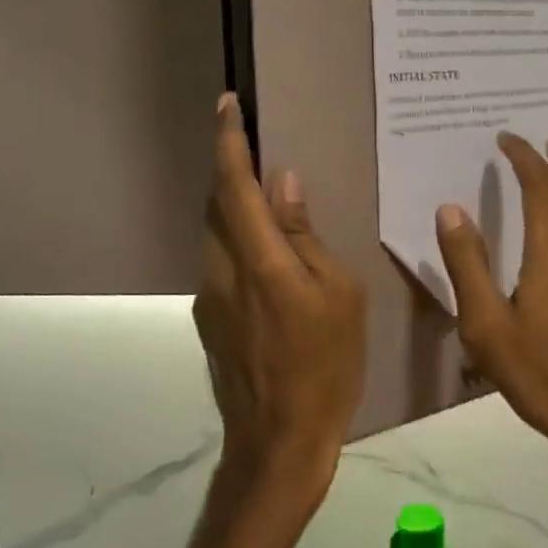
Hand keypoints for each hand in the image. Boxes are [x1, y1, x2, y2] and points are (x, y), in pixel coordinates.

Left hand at [194, 95, 366, 505]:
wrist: (278, 443)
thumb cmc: (326, 366)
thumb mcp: (338, 295)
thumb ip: (304, 237)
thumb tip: (284, 184)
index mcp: (260, 262)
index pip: (235, 186)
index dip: (229, 142)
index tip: (227, 105)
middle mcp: (223, 272)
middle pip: (217, 205)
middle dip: (231, 170)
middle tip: (256, 147)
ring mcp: (209, 299)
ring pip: (216, 235)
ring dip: (235, 209)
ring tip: (268, 202)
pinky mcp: (209, 321)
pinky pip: (222, 265)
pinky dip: (239, 244)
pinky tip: (269, 262)